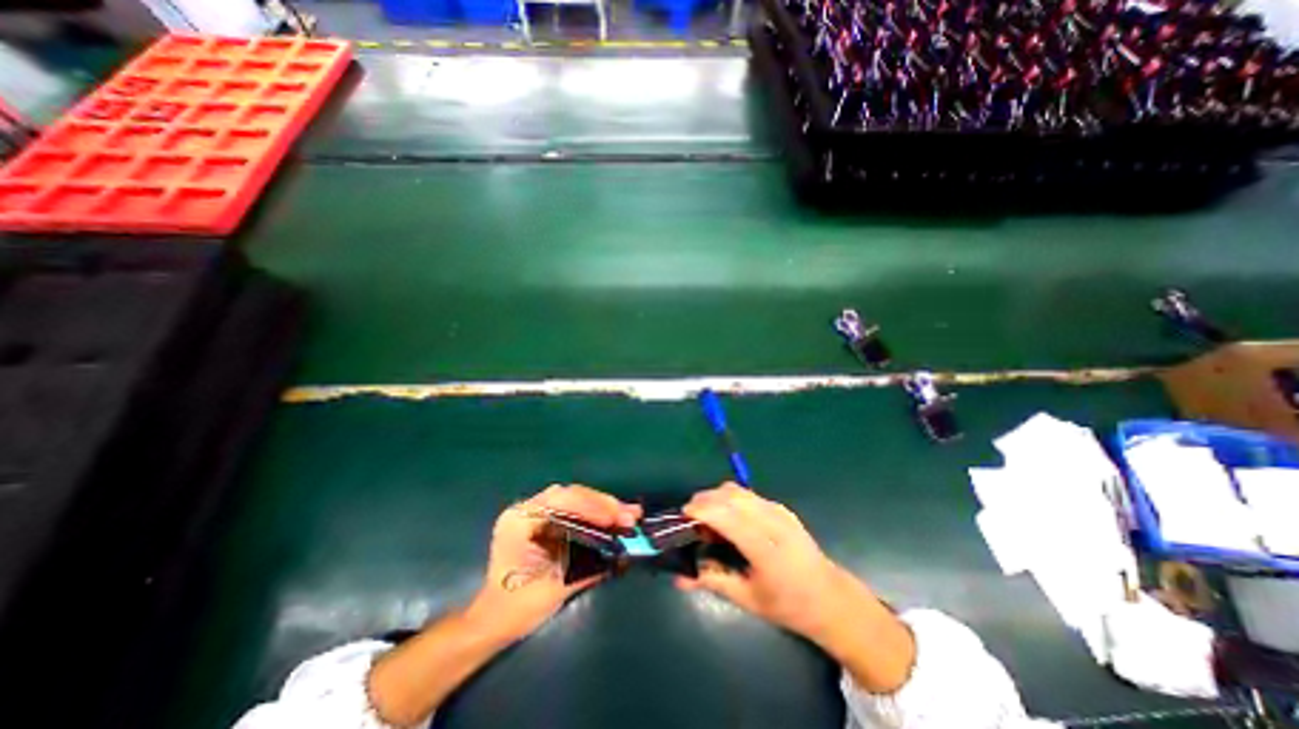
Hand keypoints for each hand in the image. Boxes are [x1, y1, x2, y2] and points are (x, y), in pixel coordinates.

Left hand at [469, 484, 645, 641]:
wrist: (493, 621)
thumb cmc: (518, 609)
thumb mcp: (556, 587)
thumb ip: (588, 566)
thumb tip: (623, 553)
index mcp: (520, 521)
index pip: (561, 501)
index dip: (592, 506)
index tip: (616, 518)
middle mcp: (526, 509)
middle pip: (571, 495)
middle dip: (603, 504)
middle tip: (629, 515)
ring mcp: (533, 511)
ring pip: (574, 498)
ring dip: (602, 505)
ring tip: (627, 514)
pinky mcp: (542, 519)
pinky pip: (571, 508)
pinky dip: (593, 511)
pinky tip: (612, 517)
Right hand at [674, 481, 915, 690]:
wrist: (831, 598)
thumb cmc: (790, 605)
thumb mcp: (749, 600)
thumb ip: (713, 581)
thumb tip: (679, 578)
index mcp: (765, 548)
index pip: (727, 516)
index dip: (702, 509)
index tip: (683, 515)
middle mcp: (772, 522)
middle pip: (730, 495)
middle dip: (705, 499)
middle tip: (690, 517)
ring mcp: (779, 511)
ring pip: (738, 490)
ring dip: (717, 496)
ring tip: (708, 516)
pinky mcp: (782, 508)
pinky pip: (749, 494)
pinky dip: (730, 498)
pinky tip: (729, 517)